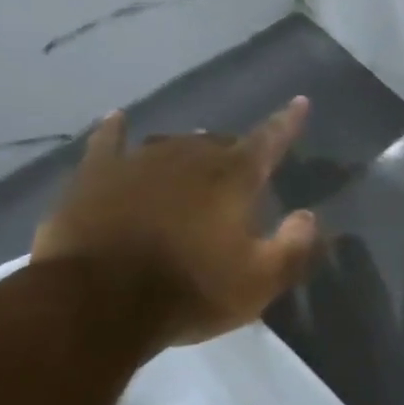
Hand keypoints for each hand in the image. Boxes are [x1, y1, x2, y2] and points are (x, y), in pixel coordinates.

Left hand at [32, 99, 320, 347]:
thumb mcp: (260, 281)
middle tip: (242, 171)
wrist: (98, 303)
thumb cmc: (191, 291)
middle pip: (220, 143)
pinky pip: (108, 142)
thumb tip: (308, 215)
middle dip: (235, 151)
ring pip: (172, 143)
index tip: (299, 101)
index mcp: (233, 179)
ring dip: (189, 148)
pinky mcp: (95, 176)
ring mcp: (138, 162)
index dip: (287, 123)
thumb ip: (294, 246)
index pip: (269, 141)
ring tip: (196, 158)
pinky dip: (116, 130)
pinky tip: (118, 119)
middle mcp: (189, 157)